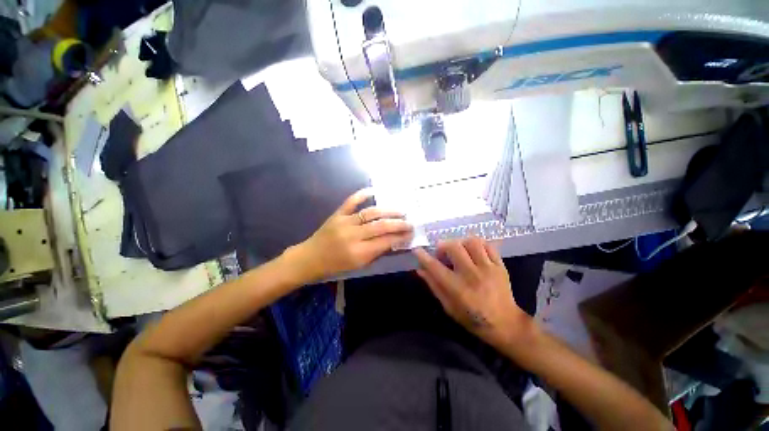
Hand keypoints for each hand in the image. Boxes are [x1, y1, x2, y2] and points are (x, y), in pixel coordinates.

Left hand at [291, 189, 413, 282]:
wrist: (310, 258)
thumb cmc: (336, 265)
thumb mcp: (359, 265)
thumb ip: (377, 252)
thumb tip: (395, 240)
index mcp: (358, 253)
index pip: (385, 241)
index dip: (400, 237)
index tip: (411, 233)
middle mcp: (353, 235)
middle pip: (381, 226)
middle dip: (399, 223)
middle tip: (410, 221)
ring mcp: (344, 222)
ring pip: (371, 213)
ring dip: (388, 210)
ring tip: (400, 210)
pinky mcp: (337, 214)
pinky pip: (351, 201)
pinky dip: (362, 194)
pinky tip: (374, 191)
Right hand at [413, 238, 530, 348]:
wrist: (505, 324)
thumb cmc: (472, 318)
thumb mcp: (448, 307)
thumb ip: (434, 286)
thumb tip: (420, 270)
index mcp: (458, 288)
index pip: (435, 267)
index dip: (423, 256)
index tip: (417, 250)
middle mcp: (472, 275)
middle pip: (454, 247)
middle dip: (443, 246)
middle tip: (442, 254)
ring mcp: (488, 268)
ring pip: (472, 242)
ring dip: (460, 243)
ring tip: (458, 250)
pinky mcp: (500, 266)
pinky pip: (487, 245)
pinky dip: (477, 245)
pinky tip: (472, 251)